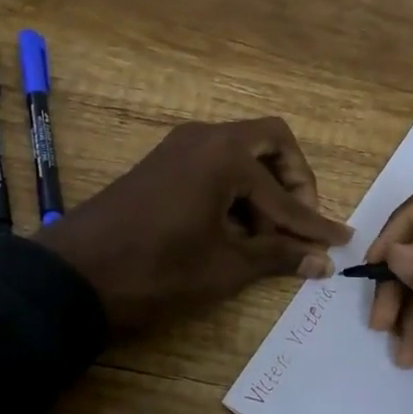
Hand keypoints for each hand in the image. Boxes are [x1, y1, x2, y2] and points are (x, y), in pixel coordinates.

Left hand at [40, 117, 353, 332]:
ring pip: (240, 152)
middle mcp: (205, 137)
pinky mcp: (162, 163)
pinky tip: (232, 229)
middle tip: (298, 222)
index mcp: (225, 155)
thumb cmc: (156, 271)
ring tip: (264, 237)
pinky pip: (213, 164)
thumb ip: (278, 256)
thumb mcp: (224, 268)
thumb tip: (323, 261)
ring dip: (261, 187)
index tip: (339, 241)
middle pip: (270, 142)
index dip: (314, 223)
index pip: (285, 193)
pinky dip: (233, 189)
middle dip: (293, 181)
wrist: (73, 276)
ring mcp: (179, 146)